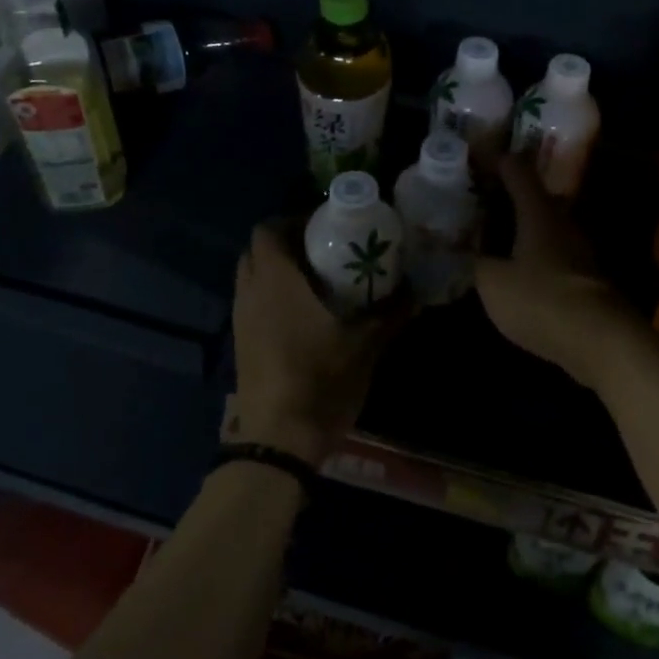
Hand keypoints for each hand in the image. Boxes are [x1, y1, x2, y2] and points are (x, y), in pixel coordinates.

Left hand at [227, 223, 397, 467]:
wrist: (278, 438)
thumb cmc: (320, 379)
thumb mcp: (366, 345)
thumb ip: (391, 313)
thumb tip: (416, 291)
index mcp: (276, 281)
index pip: (268, 230)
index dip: (293, 220)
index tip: (326, 225)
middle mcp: (251, 292)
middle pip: (257, 251)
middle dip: (286, 243)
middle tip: (323, 249)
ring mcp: (241, 319)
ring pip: (252, 278)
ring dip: (278, 270)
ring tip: (317, 279)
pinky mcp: (242, 343)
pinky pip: (252, 302)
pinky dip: (272, 296)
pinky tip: (303, 314)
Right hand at [476, 156, 650, 396]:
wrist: (599, 341)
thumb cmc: (540, 299)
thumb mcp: (492, 282)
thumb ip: (477, 263)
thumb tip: (471, 254)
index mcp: (538, 212)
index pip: (517, 170)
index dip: (495, 160)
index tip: (474, 157)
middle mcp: (562, 223)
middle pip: (534, 197)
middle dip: (507, 195)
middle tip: (479, 198)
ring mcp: (578, 251)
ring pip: (544, 227)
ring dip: (521, 227)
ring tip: (491, 235)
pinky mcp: (585, 279)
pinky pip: (551, 255)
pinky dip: (531, 254)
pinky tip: (514, 269)